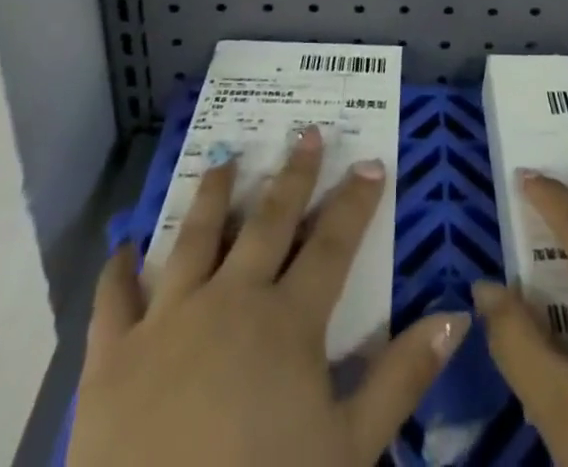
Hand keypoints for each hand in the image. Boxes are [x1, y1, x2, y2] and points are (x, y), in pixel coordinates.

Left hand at [70, 125, 470, 466]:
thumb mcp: (349, 450)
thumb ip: (401, 377)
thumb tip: (455, 314)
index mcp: (287, 321)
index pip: (333, 244)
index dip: (356, 202)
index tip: (372, 162)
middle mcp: (231, 299)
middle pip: (268, 222)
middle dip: (293, 175)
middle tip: (308, 132)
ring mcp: (168, 320)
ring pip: (196, 236)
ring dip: (213, 193)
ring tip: (226, 156)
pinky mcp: (112, 355)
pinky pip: (115, 298)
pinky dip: (119, 269)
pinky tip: (124, 244)